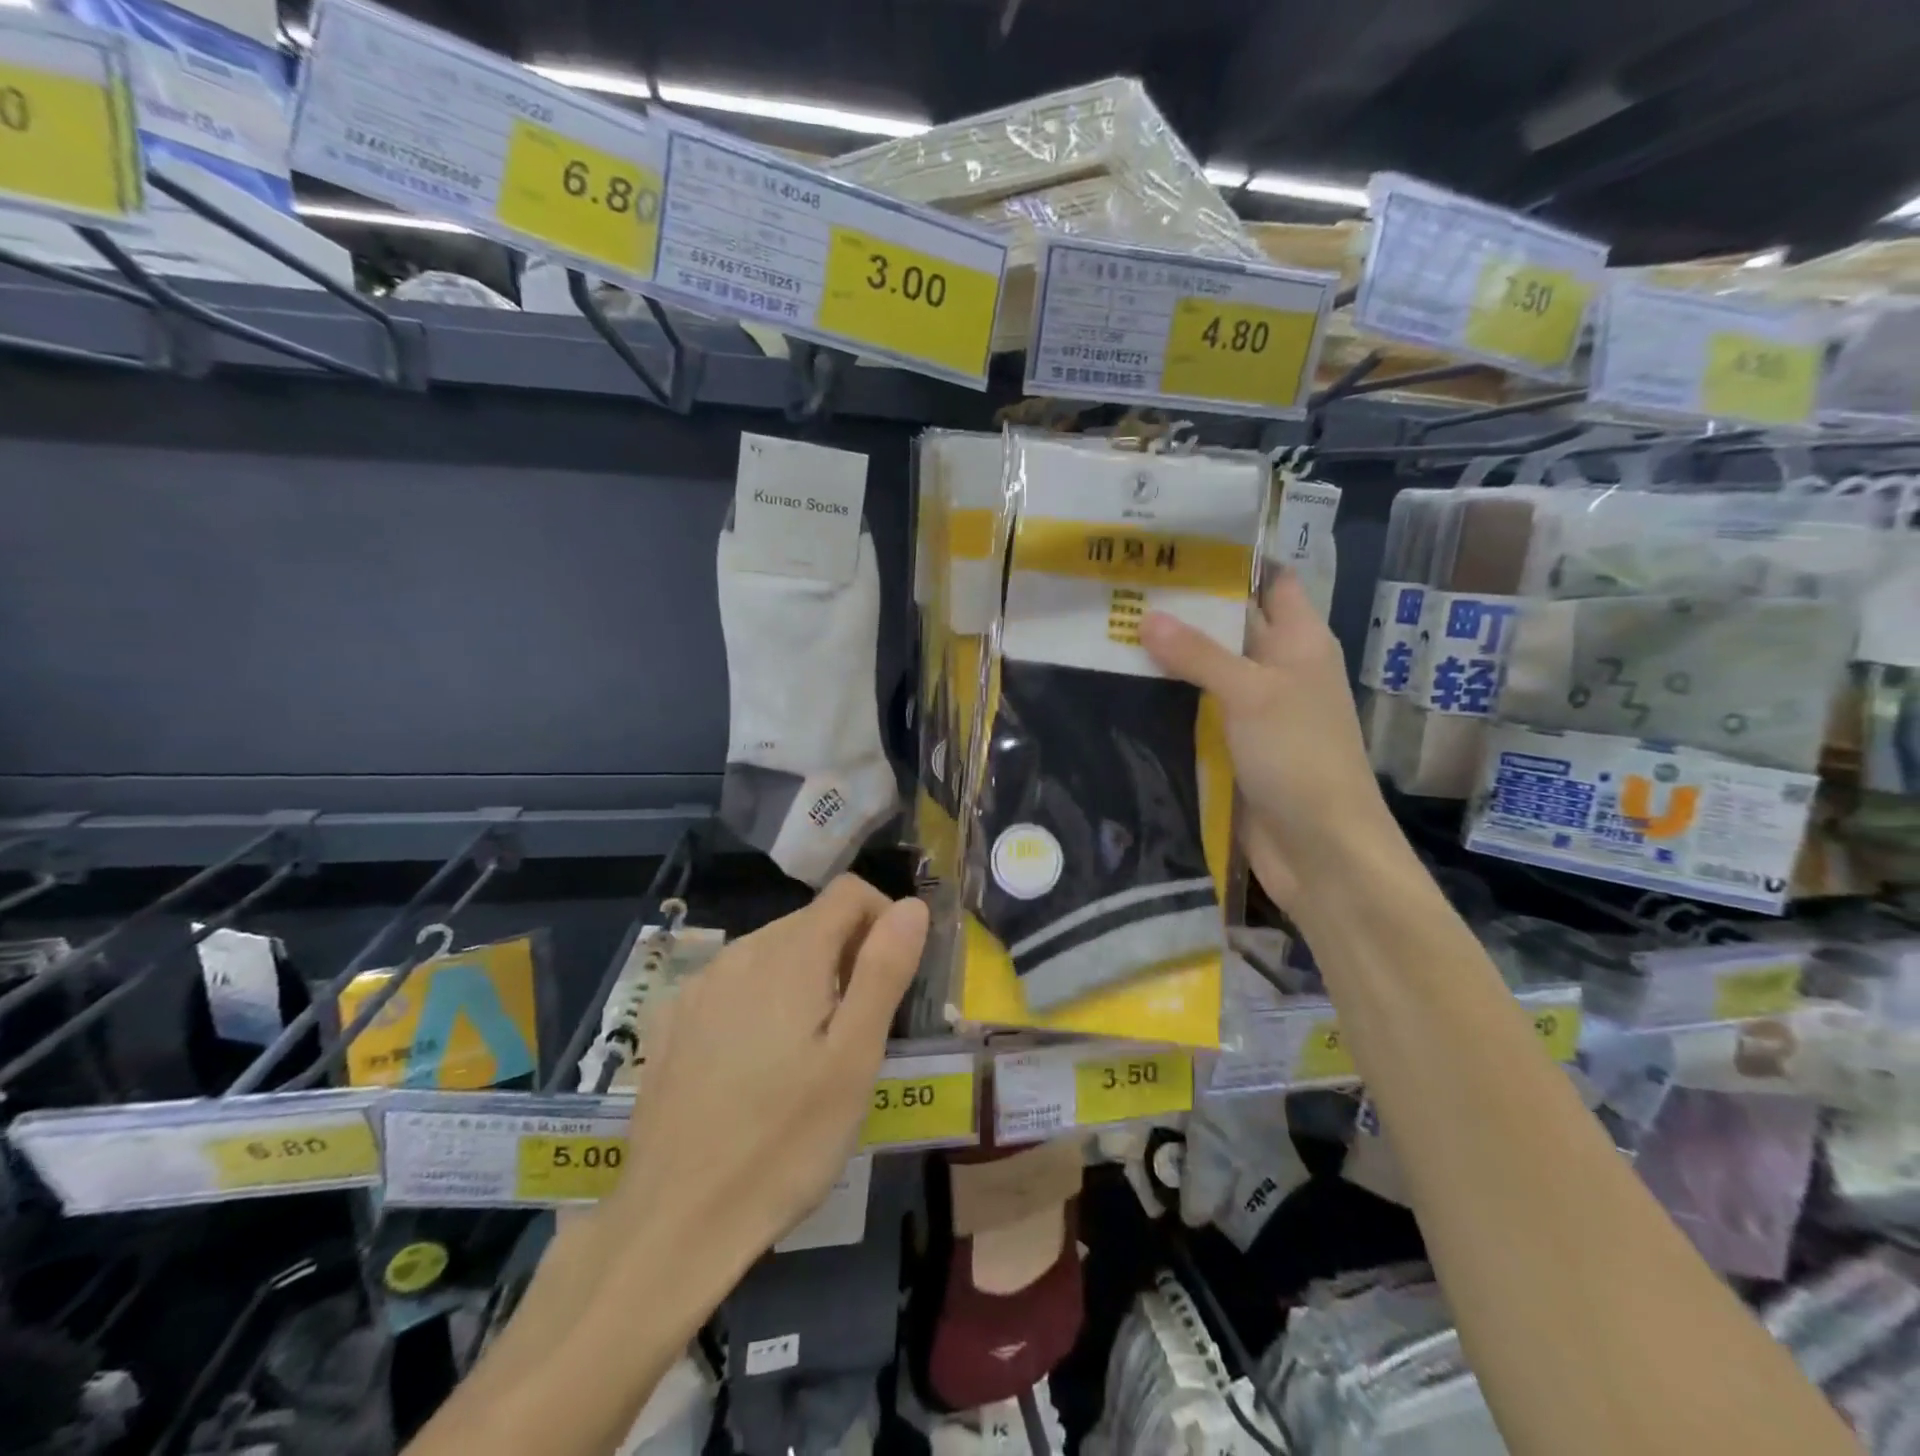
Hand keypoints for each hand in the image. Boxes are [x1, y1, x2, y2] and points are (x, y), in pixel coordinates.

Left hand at [603, 875, 928, 1267]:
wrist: (674, 1222)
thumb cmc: (785, 1142)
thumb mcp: (854, 1059)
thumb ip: (884, 971)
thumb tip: (911, 906)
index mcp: (790, 955)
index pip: (849, 891)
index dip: (883, 919)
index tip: (892, 977)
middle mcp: (741, 952)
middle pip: (812, 920)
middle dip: (848, 952)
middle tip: (857, 1027)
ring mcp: (701, 985)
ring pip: (774, 950)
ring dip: (807, 976)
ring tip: (811, 1049)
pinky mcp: (675, 1018)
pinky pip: (736, 982)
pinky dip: (764, 998)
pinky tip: (758, 1061)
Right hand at [1140, 571, 1395, 910]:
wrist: (1318, 850)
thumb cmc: (1300, 758)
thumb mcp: (1251, 694)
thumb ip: (1199, 653)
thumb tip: (1146, 616)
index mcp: (1299, 641)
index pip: (1271, 580)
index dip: (1233, 559)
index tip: (1176, 544)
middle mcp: (1276, 668)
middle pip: (1229, 624)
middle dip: (1183, 607)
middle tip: (1121, 585)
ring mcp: (1252, 710)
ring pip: (1205, 670)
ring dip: (1166, 656)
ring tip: (1107, 628)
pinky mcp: (1229, 746)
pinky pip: (1193, 711)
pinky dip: (1164, 699)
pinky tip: (1120, 687)